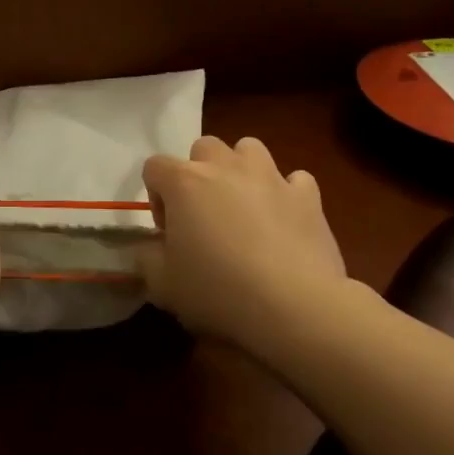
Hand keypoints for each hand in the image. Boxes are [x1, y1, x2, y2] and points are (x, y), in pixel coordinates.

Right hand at [137, 136, 350, 350]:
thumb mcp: (162, 285)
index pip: (154, 167)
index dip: (156, 197)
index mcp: (184, 182)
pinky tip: (286, 219)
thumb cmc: (218, 291)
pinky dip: (288, 193)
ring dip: (242, 170)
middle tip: (205, 216)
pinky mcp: (307, 195)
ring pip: (249, 149)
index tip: (169, 233)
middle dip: (200, 175)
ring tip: (245, 207)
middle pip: (203, 148)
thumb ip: (146, 258)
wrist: (294, 306)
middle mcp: (225, 166)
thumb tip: (150, 248)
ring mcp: (270, 176)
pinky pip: (295, 179)